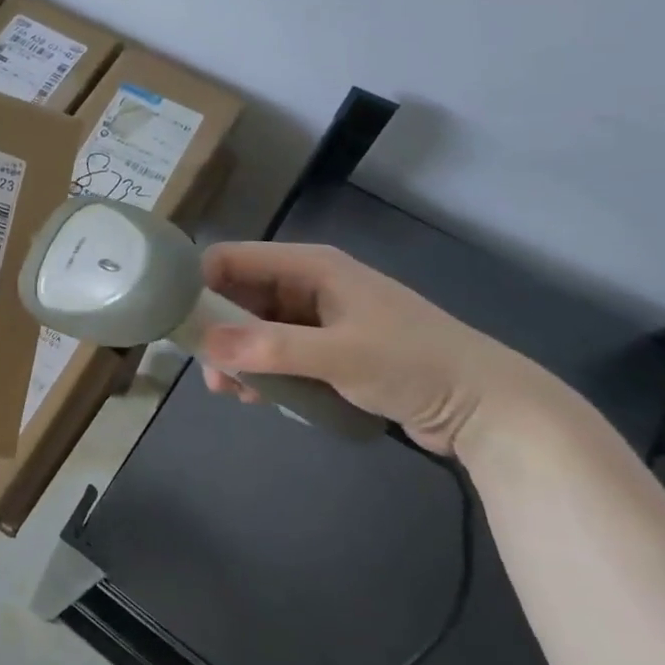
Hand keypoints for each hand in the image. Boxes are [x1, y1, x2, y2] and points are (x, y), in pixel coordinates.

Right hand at [198, 241, 585, 460]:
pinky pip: (275, 350)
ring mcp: (317, 317)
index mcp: (310, 266)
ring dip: (236, 355)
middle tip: (207, 371)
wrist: (488, 407)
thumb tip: (203, 343)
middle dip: (215, 330)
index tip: (176, 322)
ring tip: (231, 393)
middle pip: (238, 294)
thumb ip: (270, 347)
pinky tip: (258, 397)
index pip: (232, 258)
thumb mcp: (339, 355)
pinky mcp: (326, 348)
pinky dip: (260, 369)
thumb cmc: (414, 364)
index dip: (198, 282)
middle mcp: (308, 284)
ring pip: (253, 326)